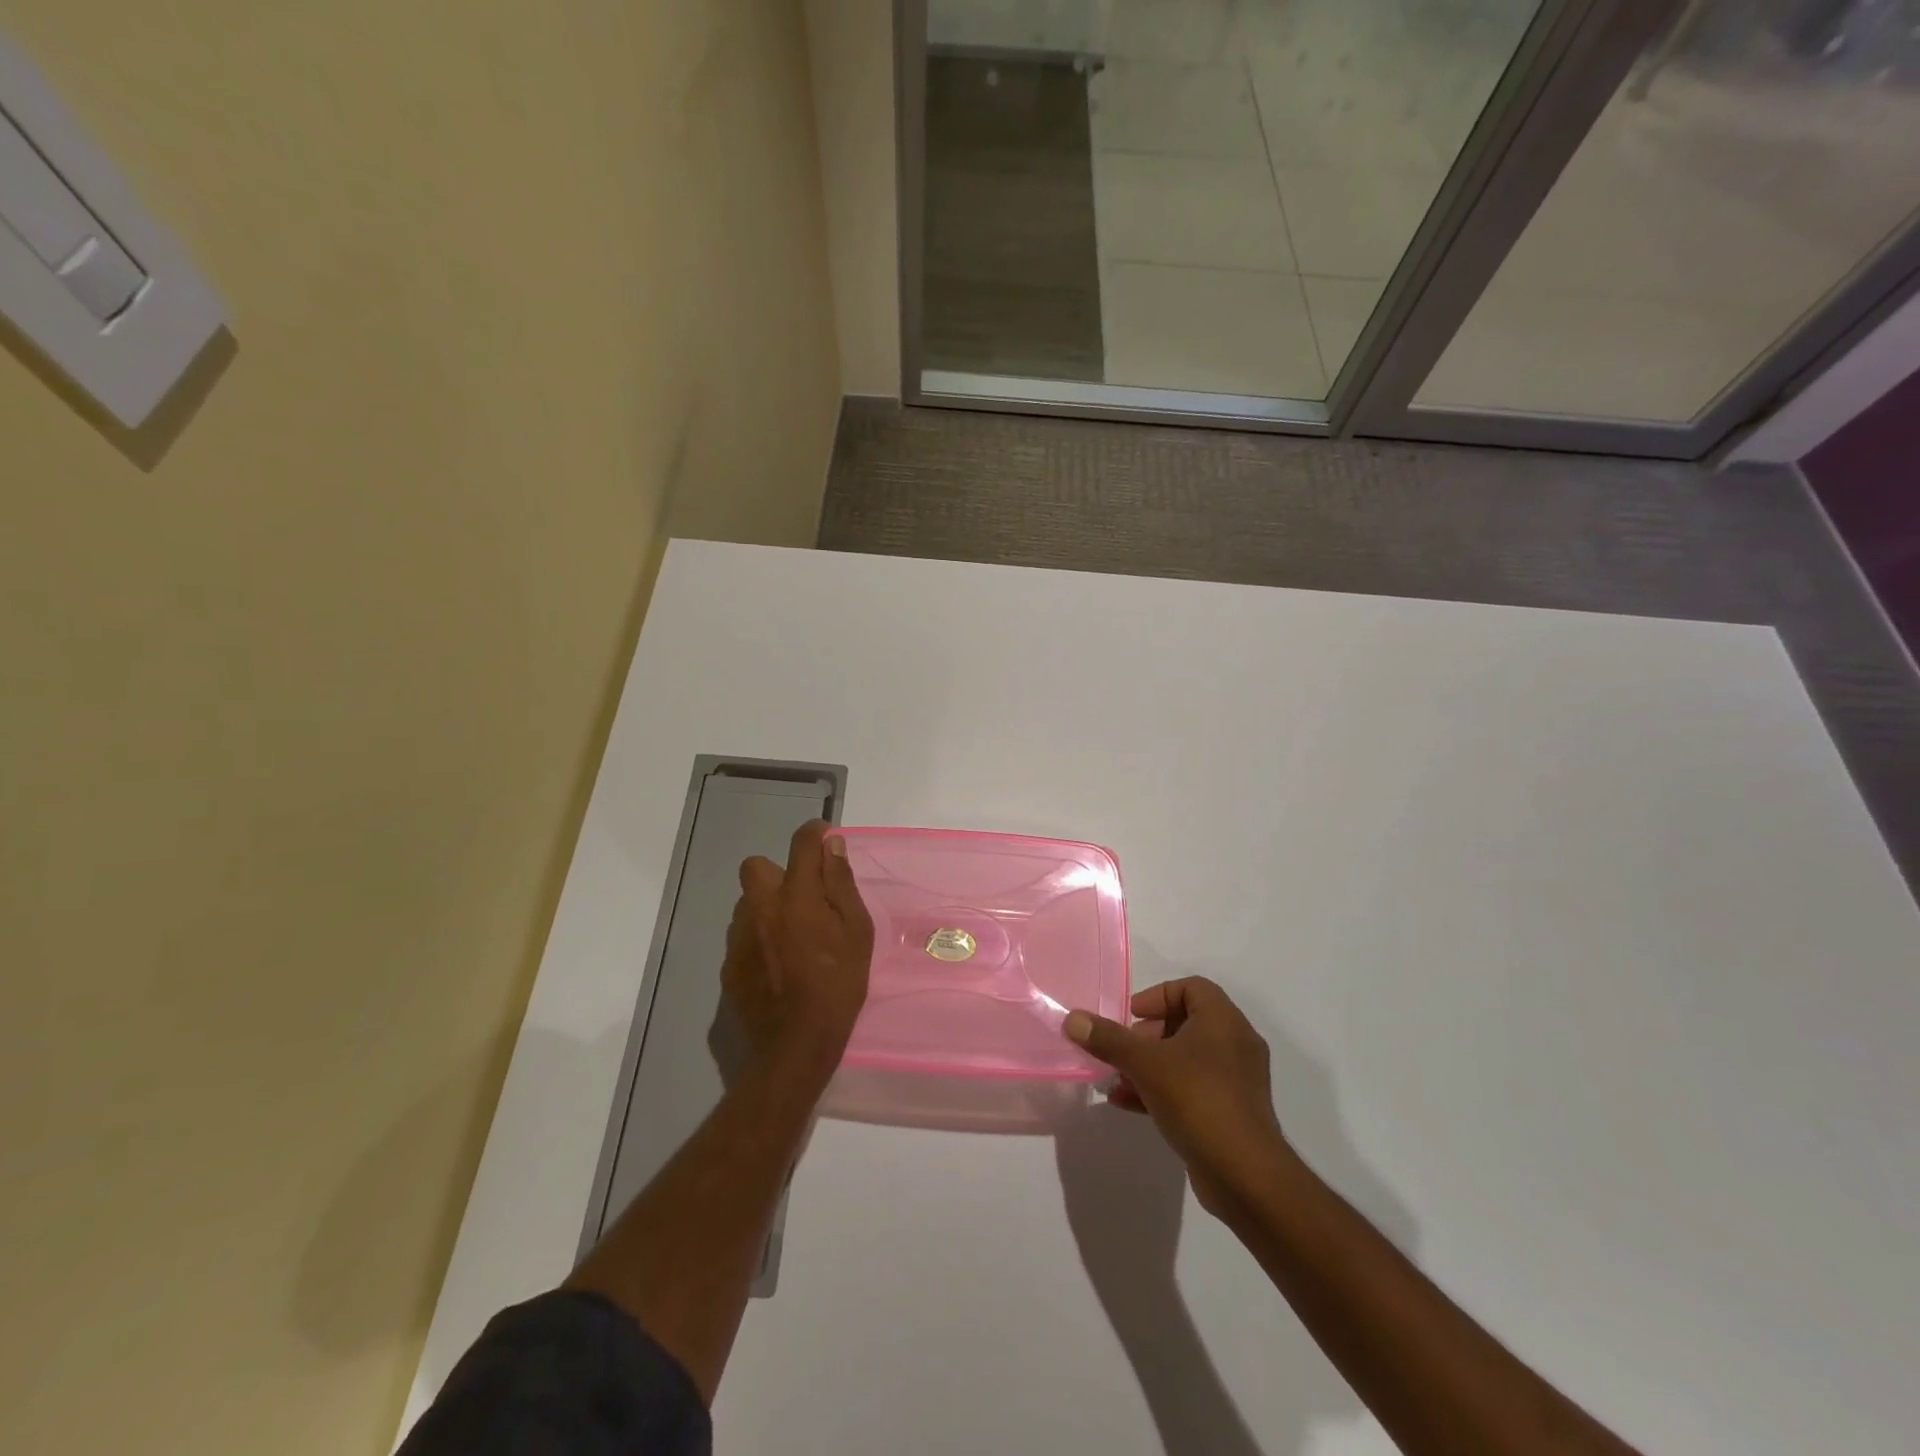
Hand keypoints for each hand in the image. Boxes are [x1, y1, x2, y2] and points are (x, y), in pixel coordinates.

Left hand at [723, 820, 874, 1086]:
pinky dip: (759, 937)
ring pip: (749, 902)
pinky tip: (777, 963)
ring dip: (768, 906)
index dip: (815, 834)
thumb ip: (841, 883)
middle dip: (780, 873)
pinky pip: (743, 934)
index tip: (826, 840)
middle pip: (758, 866)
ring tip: (793, 935)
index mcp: (796, 894)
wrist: (796, 1044)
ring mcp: (739, 935)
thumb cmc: (838, 984)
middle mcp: (761, 906)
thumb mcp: (856, 931)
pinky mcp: (729, 963)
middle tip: (805, 899)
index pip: (801, 843)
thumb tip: (832, 845)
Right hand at [1063, 978, 1289, 1217]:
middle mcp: (1235, 1044)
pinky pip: (1191, 1089)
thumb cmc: (1198, 1100)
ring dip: (1148, 1065)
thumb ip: (1108, 1039)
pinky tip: (1127, 1104)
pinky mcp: (1230, 1113)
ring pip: (1185, 1059)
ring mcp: (1235, 1081)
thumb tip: (1072, 1018)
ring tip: (1116, 1080)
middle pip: (1185, 1023)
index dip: (1157, 996)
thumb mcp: (1145, 1064)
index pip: (1191, 987)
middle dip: (1146, 1035)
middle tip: (1121, 1051)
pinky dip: (1161, 1090)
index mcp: (1223, 1021)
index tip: (1131, 1016)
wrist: (1246, 1176)